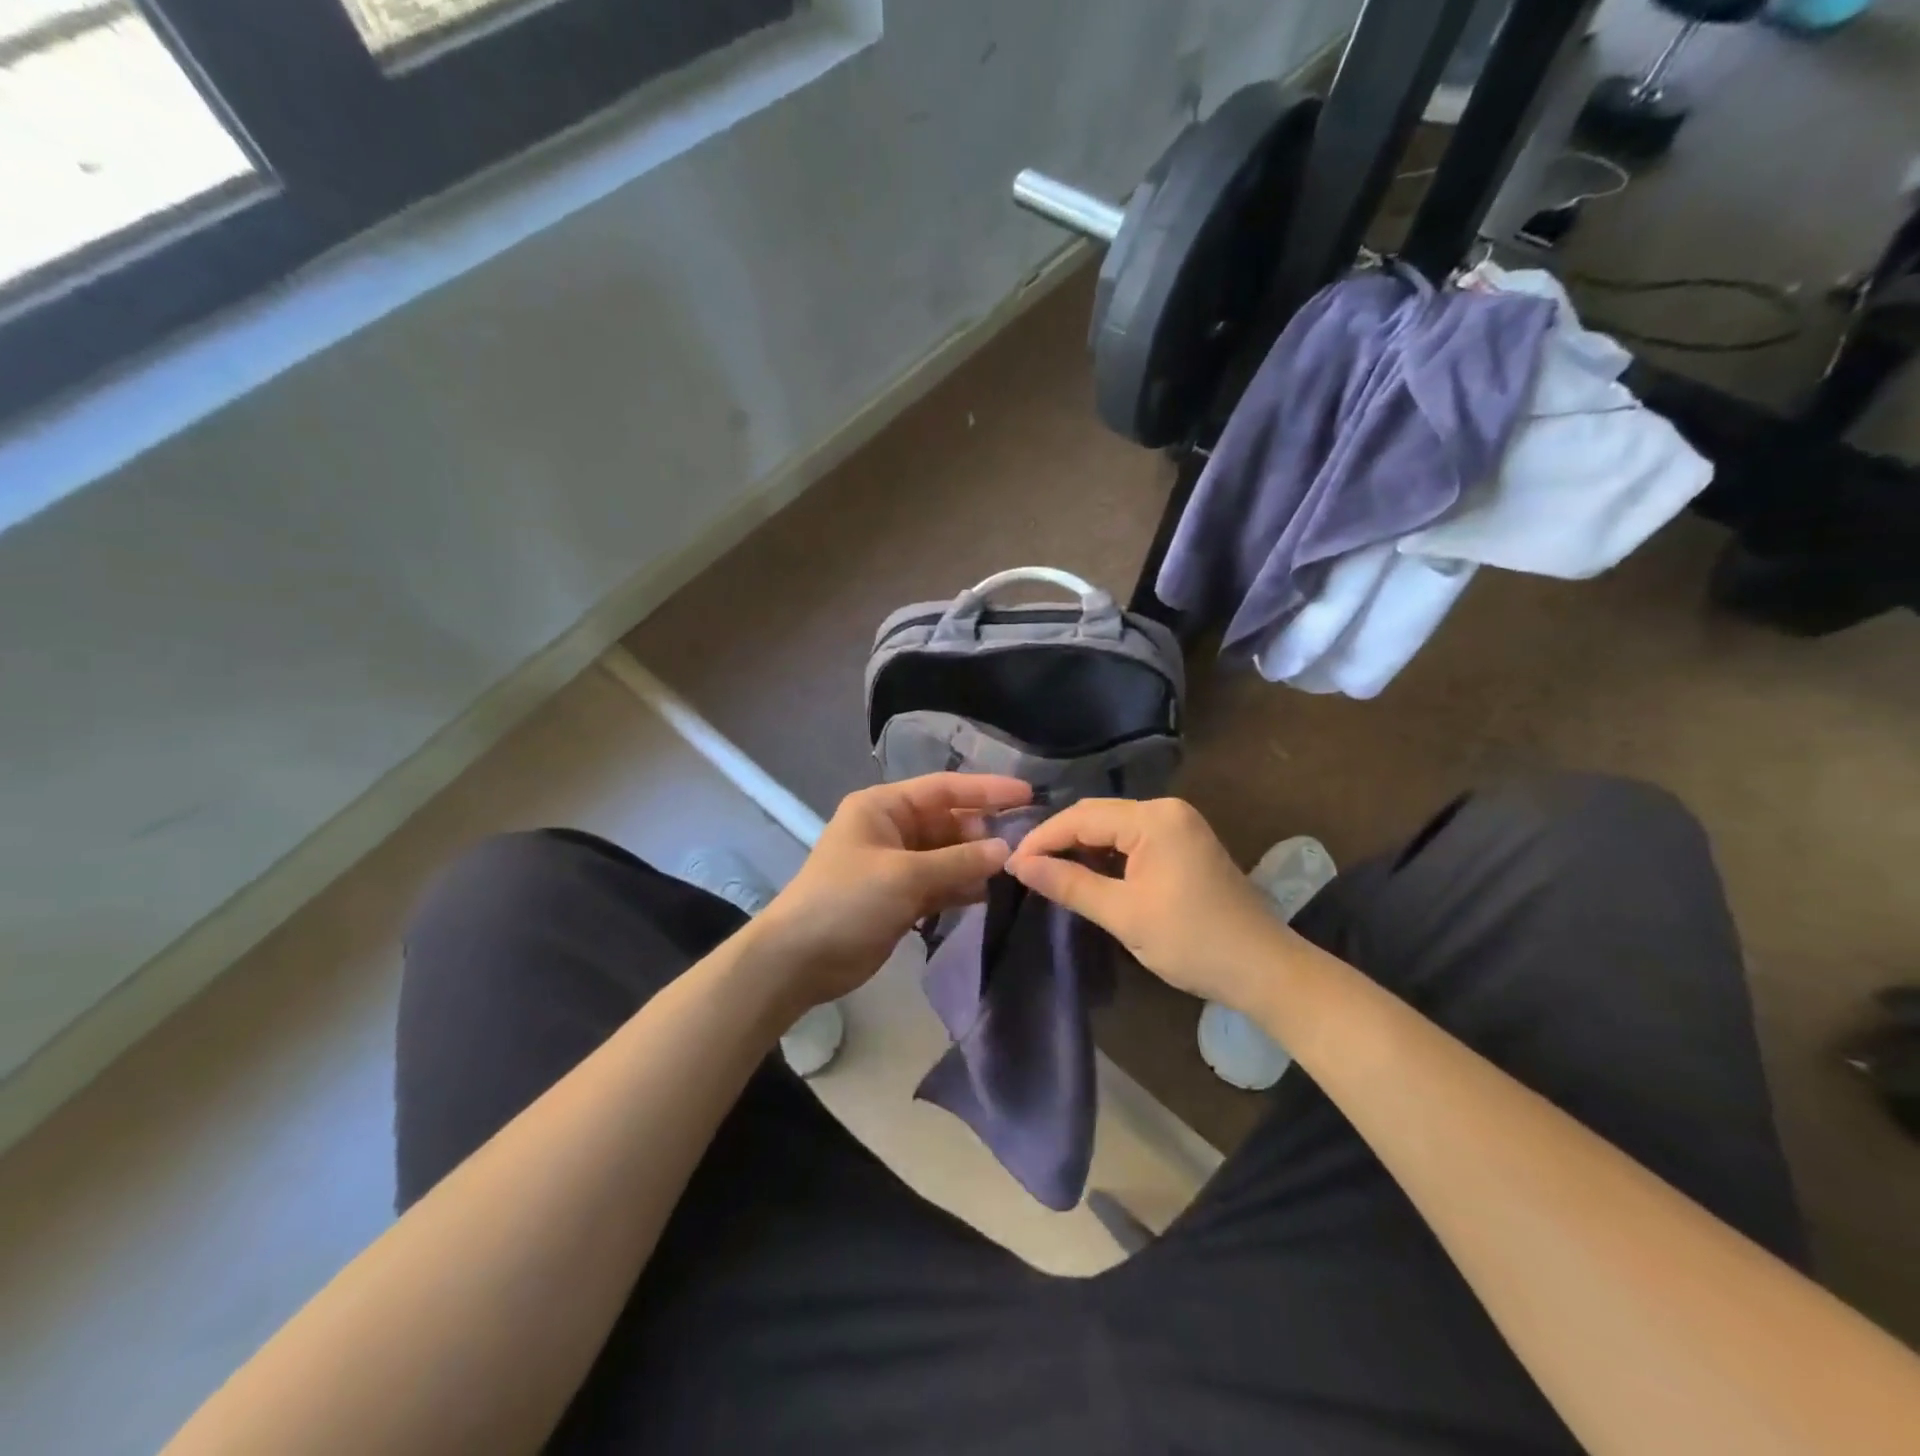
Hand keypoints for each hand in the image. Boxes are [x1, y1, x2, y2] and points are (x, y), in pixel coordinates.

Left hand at [754, 773, 1032, 1008]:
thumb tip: (1006, 850)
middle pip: (949, 822)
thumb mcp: (904, 875)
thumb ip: (958, 861)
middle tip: (1027, 843)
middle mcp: (892, 829)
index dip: (986, 790)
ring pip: (948, 855)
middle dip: (984, 831)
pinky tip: (993, 893)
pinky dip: (963, 887)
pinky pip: (941, 883)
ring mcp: (897, 865)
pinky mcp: (901, 897)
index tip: (1028, 794)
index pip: (943, 788)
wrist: (800, 960)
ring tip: (1019, 868)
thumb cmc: (847, 901)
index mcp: (883, 807)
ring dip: (977, 862)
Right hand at [1006, 797, 1295, 1011]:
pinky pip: (1133, 839)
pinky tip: (1087, 873)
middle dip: (1059, 839)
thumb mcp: (1123, 914)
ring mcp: (1180, 824)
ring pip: (1113, 826)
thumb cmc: (1192, 942)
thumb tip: (1020, 865)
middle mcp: (1167, 810)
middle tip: (1025, 868)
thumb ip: (1069, 884)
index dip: (1042, 838)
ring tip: (1048, 872)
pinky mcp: (1185, 843)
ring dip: (1081, 847)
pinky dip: (1107, 855)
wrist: (1264, 969)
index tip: (1010, 864)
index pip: (1081, 816)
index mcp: (1154, 819)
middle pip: (1097, 815)